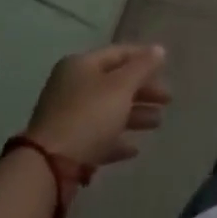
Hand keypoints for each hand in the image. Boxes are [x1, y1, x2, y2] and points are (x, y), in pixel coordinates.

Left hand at [27, 43, 170, 166]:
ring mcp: (67, 117)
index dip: (144, 58)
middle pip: (115, 83)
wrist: (48, 168)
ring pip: (108, 110)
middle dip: (143, 91)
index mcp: (81, 65)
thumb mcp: (121, 86)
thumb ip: (143, 67)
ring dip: (135, 115)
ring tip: (158, 123)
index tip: (166, 68)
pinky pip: (98, 137)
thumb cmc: (89, 116)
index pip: (119, 53)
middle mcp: (72, 86)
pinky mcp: (67, 146)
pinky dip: (117, 140)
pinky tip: (133, 150)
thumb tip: (159, 50)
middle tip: (167, 100)